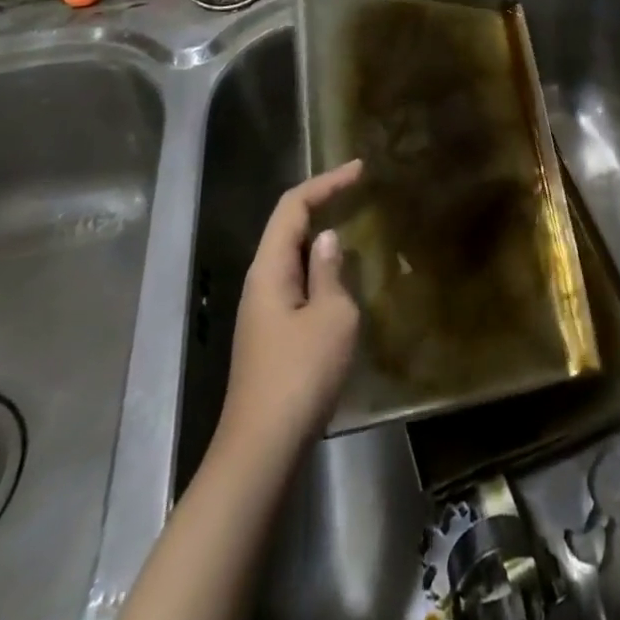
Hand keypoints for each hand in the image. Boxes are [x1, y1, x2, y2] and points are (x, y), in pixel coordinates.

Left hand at [219, 160, 363, 462]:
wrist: (262, 449)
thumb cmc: (300, 374)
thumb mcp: (332, 316)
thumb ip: (329, 271)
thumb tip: (326, 239)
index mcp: (269, 269)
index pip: (293, 206)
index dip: (326, 182)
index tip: (360, 169)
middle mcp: (260, 282)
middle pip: (286, 226)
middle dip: (321, 201)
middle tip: (359, 189)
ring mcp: (262, 310)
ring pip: (290, 255)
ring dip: (319, 234)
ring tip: (354, 223)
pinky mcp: (270, 334)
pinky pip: (295, 281)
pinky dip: (318, 265)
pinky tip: (340, 275)